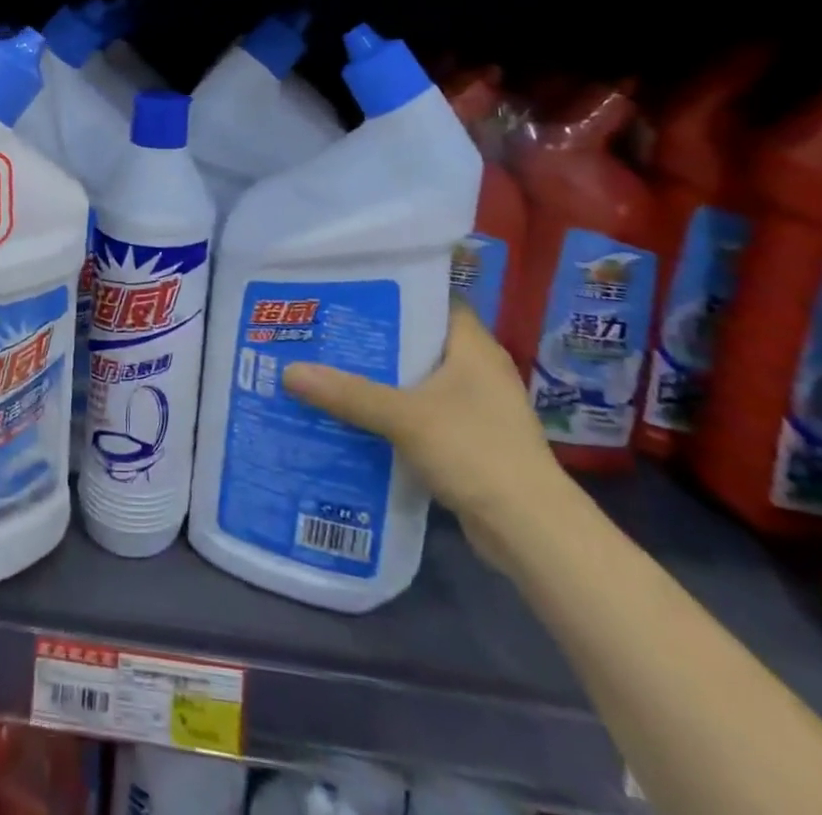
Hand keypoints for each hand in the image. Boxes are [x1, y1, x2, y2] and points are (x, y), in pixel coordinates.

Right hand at [282, 303, 564, 568]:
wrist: (532, 533)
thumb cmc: (475, 452)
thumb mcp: (404, 417)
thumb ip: (348, 393)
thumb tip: (289, 371)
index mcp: (472, 346)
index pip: (432, 298)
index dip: (393, 290)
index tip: (349, 288)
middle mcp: (477, 369)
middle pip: (419, 339)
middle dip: (374, 337)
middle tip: (325, 328)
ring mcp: (476, 408)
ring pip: (418, 380)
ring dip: (380, 378)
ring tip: (329, 368)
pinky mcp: (469, 442)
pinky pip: (421, 414)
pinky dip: (392, 413)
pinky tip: (354, 416)